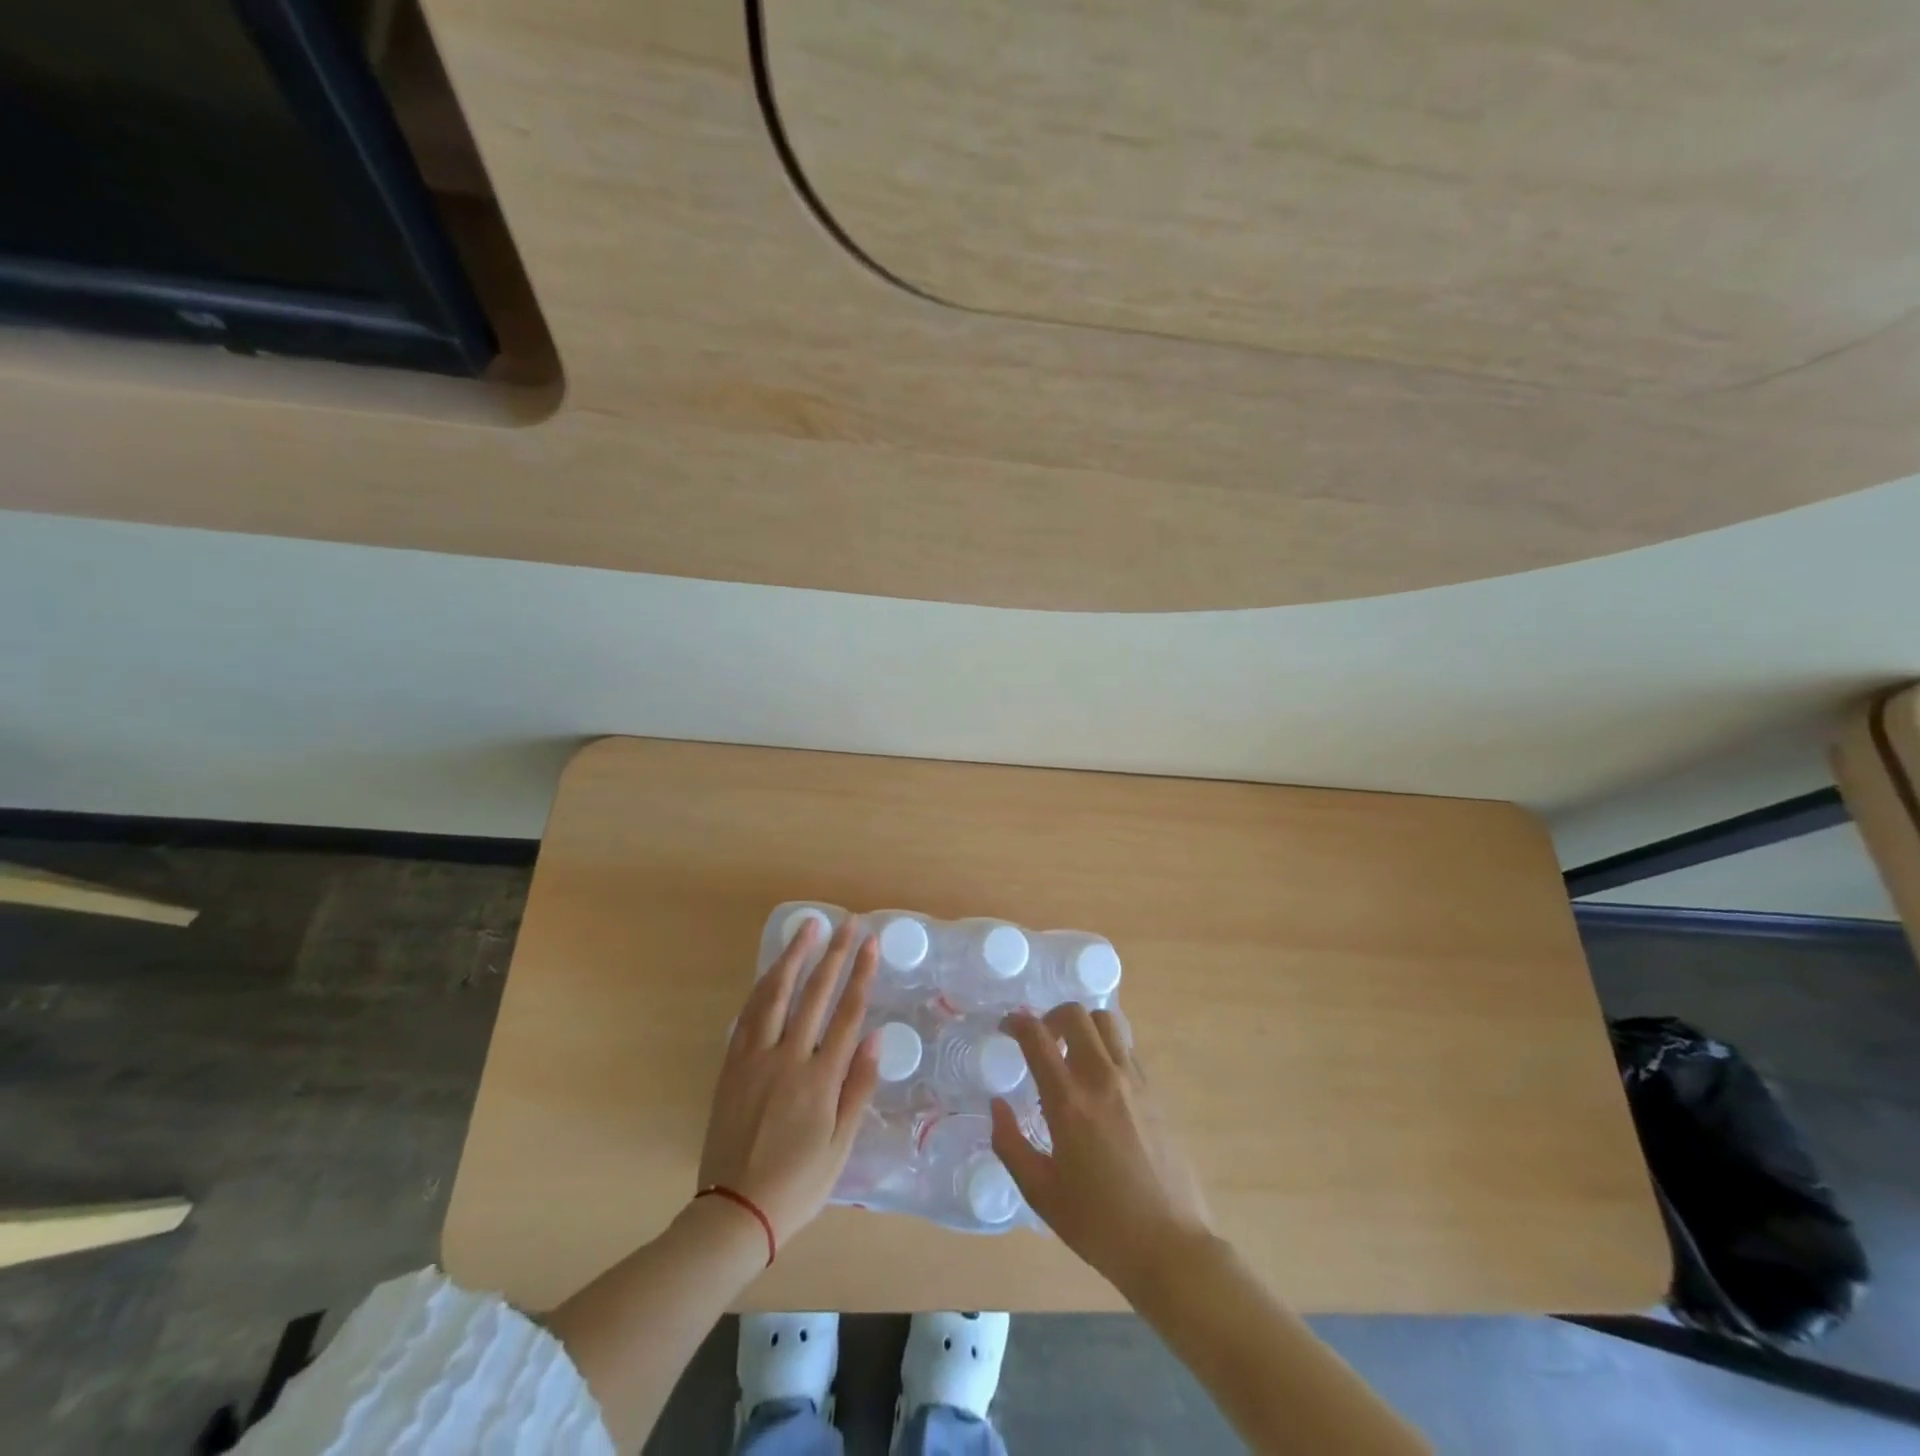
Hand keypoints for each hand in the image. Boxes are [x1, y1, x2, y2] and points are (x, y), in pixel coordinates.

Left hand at [697, 918, 880, 1244]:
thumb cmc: (798, 1184)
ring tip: (807, 929)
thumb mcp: (841, 1147)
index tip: (870, 943)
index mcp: (820, 1080)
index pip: (847, 1013)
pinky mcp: (731, 1066)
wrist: (735, 1212)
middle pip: (814, 994)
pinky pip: (748, 1015)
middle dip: (833, 954)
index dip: (860, 974)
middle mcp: (787, 1059)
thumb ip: (858, 1089)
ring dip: (793, 957)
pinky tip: (772, 971)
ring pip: (775, 994)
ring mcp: (755, 1059)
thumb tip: (874, 1038)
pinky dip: (763, 986)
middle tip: (846, 923)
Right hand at [992, 1004, 1212, 1291]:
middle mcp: (1102, 1078)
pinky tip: (1100, 1079)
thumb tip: (996, 1105)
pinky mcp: (1156, 1092)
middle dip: (1051, 1016)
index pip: (1037, 1037)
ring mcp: (1134, 1081)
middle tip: (1041, 1040)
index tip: (1006, 1027)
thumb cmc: (1098, 1224)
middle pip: (1076, 1014)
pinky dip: (1107, 1046)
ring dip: (1083, 1026)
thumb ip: (1010, 1144)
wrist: (1170, 1246)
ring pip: (1107, 1021)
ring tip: (1072, 1053)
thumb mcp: (1040, 1192)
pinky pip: (1127, 1047)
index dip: (1016, 1023)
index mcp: (1069, 1101)